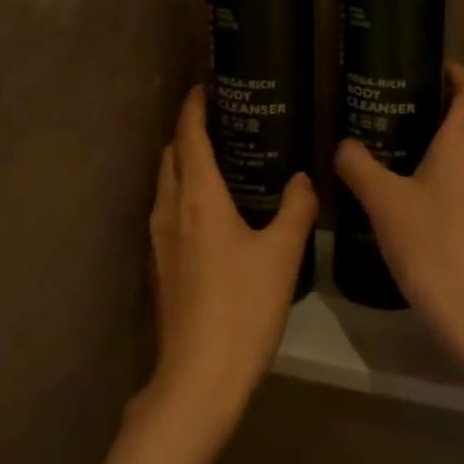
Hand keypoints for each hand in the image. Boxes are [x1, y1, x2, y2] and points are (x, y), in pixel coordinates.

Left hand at [143, 86, 316, 436]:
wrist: (198, 377)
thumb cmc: (242, 307)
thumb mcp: (282, 254)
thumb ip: (296, 209)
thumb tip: (303, 180)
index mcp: (197, 197)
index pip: (189, 135)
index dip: (194, 106)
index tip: (206, 86)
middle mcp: (170, 209)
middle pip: (172, 155)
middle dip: (189, 131)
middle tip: (223, 120)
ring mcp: (159, 239)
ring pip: (166, 184)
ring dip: (185, 163)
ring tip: (220, 159)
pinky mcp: (161, 264)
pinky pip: (168, 210)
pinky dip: (184, 193)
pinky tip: (213, 210)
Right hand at [334, 63, 463, 363]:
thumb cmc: (429, 244)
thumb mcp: (383, 202)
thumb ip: (359, 166)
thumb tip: (344, 144)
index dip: (457, 74)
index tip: (434, 67)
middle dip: (455, 103)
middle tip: (416, 102)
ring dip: (461, 137)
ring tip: (422, 141)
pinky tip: (439, 189)